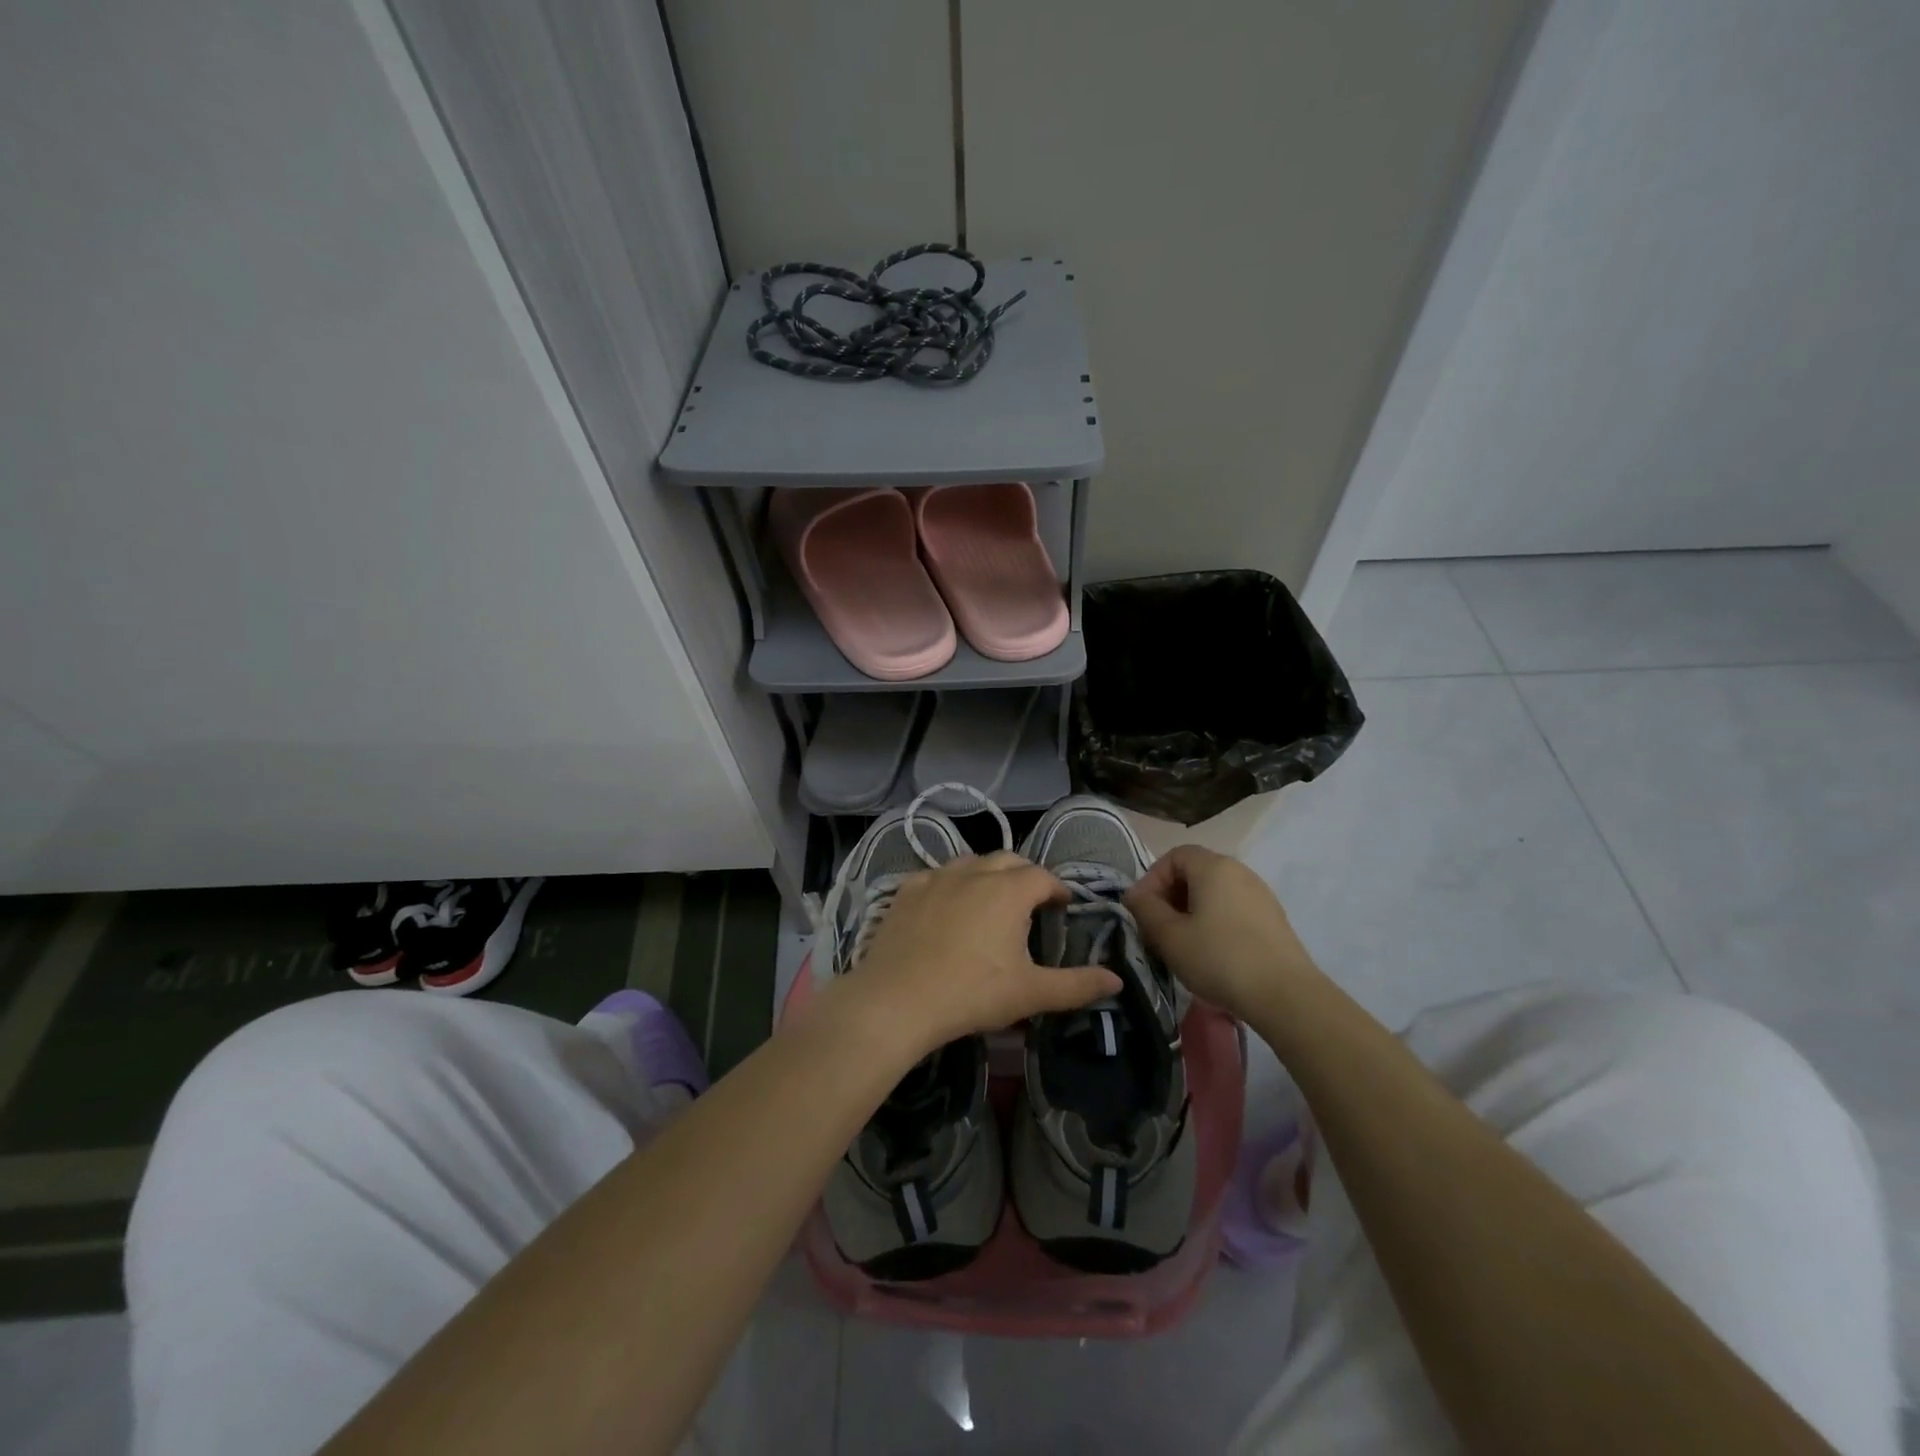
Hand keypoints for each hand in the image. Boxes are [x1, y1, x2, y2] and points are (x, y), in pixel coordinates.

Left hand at [834, 852, 1121, 1057]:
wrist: (897, 1000)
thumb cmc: (972, 993)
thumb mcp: (1031, 993)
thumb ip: (1077, 985)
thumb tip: (1117, 981)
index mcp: (1009, 890)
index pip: (1043, 876)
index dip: (1056, 889)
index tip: (1062, 906)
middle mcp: (975, 872)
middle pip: (1008, 860)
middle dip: (1024, 876)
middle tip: (1030, 903)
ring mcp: (937, 876)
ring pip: (970, 862)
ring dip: (987, 875)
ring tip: (989, 901)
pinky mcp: (907, 889)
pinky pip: (936, 875)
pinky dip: (950, 884)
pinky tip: (946, 906)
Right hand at [1126, 844, 1323, 1022]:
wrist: (1285, 996)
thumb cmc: (1219, 958)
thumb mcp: (1169, 936)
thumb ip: (1145, 910)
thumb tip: (1134, 895)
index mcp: (1213, 867)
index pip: (1174, 856)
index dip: (1152, 879)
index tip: (1143, 911)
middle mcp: (1239, 871)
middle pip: (1195, 872)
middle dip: (1170, 896)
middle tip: (1159, 929)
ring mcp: (1260, 894)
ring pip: (1215, 892)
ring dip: (1192, 911)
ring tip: (1183, 943)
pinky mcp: (1273, 918)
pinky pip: (1233, 908)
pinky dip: (1215, 921)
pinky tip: (1212, 953)